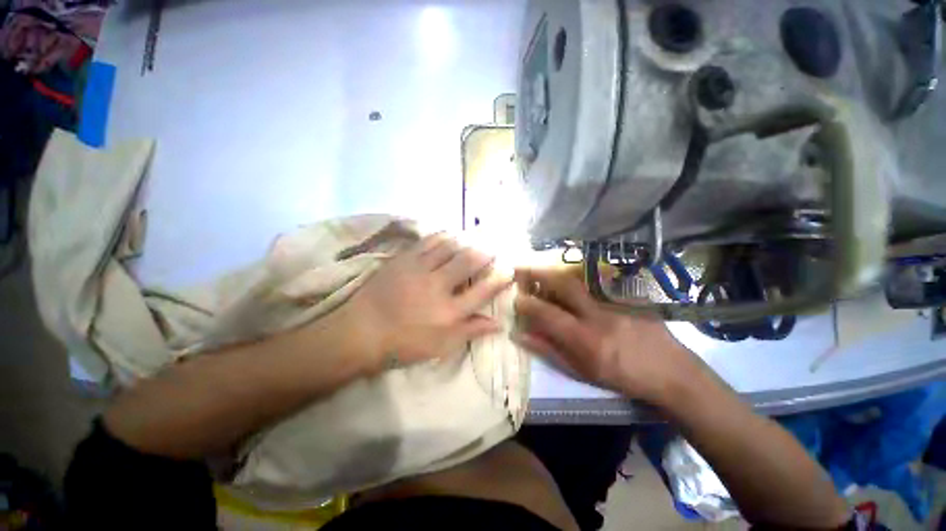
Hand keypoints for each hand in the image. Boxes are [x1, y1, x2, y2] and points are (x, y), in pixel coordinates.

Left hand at [345, 233, 512, 370]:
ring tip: (474, 238)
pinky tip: (449, 234)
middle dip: (485, 253)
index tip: (508, 270)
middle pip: (469, 262)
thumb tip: (498, 324)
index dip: (499, 279)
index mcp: (449, 312)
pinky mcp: (404, 259)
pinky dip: (443, 236)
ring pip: (450, 247)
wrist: (361, 331)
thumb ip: (470, 331)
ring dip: (466, 241)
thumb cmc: (404, 343)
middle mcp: (438, 286)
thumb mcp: (441, 345)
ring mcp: (420, 269)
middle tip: (493, 248)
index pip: (482, 291)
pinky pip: (428, 241)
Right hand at [513, 266, 699, 402]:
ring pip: (577, 278)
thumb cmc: (621, 376)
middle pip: (563, 284)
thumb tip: (521, 335)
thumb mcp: (581, 371)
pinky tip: (567, 280)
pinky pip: (593, 280)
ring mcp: (614, 300)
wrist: (670, 371)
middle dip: (538, 273)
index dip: (526, 303)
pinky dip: (574, 277)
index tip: (514, 297)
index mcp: (585, 338)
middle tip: (521, 268)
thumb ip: (548, 350)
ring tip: (539, 273)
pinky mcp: (626, 293)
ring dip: (553, 272)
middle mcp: (597, 314)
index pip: (547, 313)